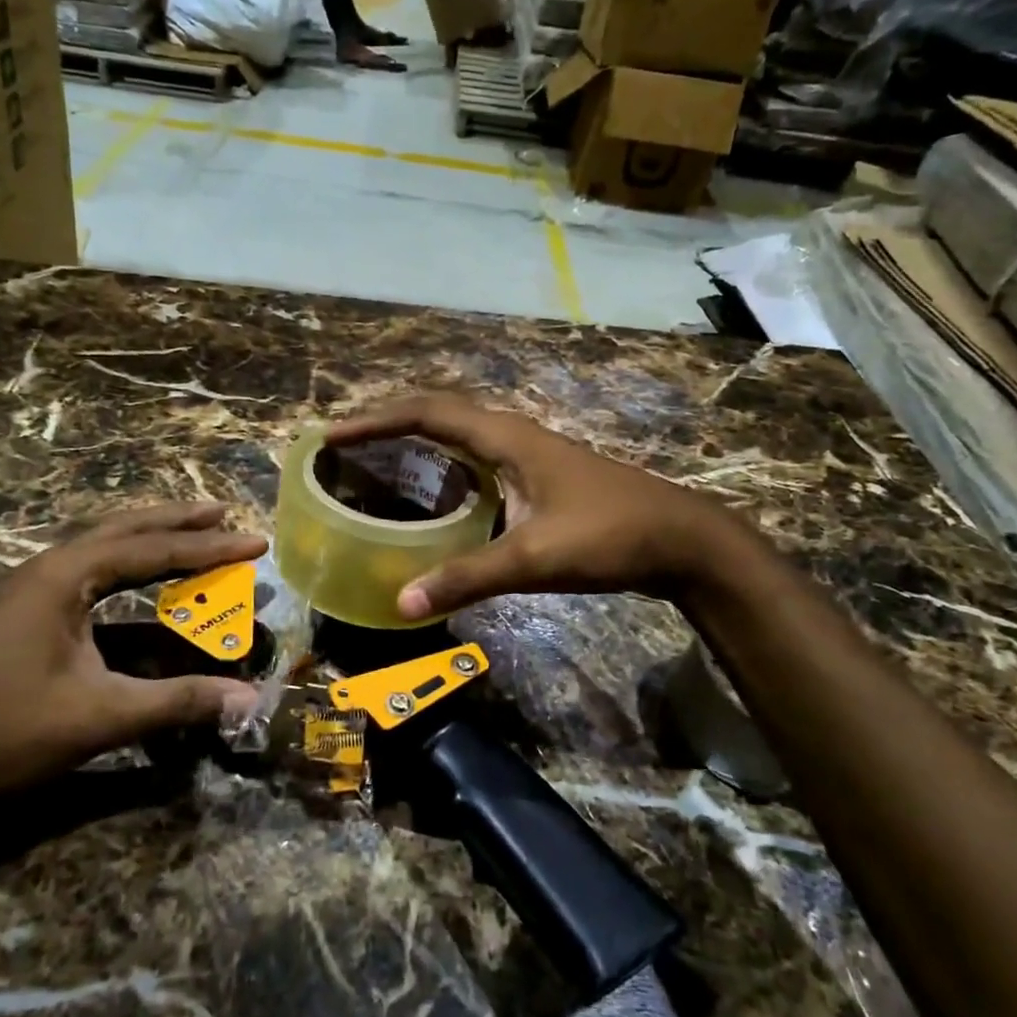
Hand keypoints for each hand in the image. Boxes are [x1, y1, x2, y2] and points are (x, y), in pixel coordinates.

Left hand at [0, 504, 266, 807]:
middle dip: (177, 523)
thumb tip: (248, 697)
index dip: (209, 548)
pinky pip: (94, 582)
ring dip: (153, 544)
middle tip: (223, 514)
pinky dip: (131, 579)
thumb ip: (178, 701)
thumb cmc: (3, 733)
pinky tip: (150, 590)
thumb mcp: (99, 716)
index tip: (255, 541)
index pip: (152, 550)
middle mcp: (50, 570)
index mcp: (63, 576)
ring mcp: (36, 594)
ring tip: (196, 535)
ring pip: (106, 552)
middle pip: (125, 531)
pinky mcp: (32, 619)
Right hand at [327, 394, 752, 618]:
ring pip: (459, 434)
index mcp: (506, 438)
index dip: (375, 421)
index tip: (332, 435)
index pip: (427, 414)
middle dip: (387, 423)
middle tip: (344, 446)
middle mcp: (512, 434)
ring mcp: (529, 453)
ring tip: (375, 461)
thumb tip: (400, 602)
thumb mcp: (535, 558)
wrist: (683, 540)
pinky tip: (435, 496)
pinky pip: (476, 457)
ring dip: (415, 440)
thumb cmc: (611, 536)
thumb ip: (468, 577)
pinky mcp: (539, 474)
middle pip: (437, 414)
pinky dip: (443, 466)